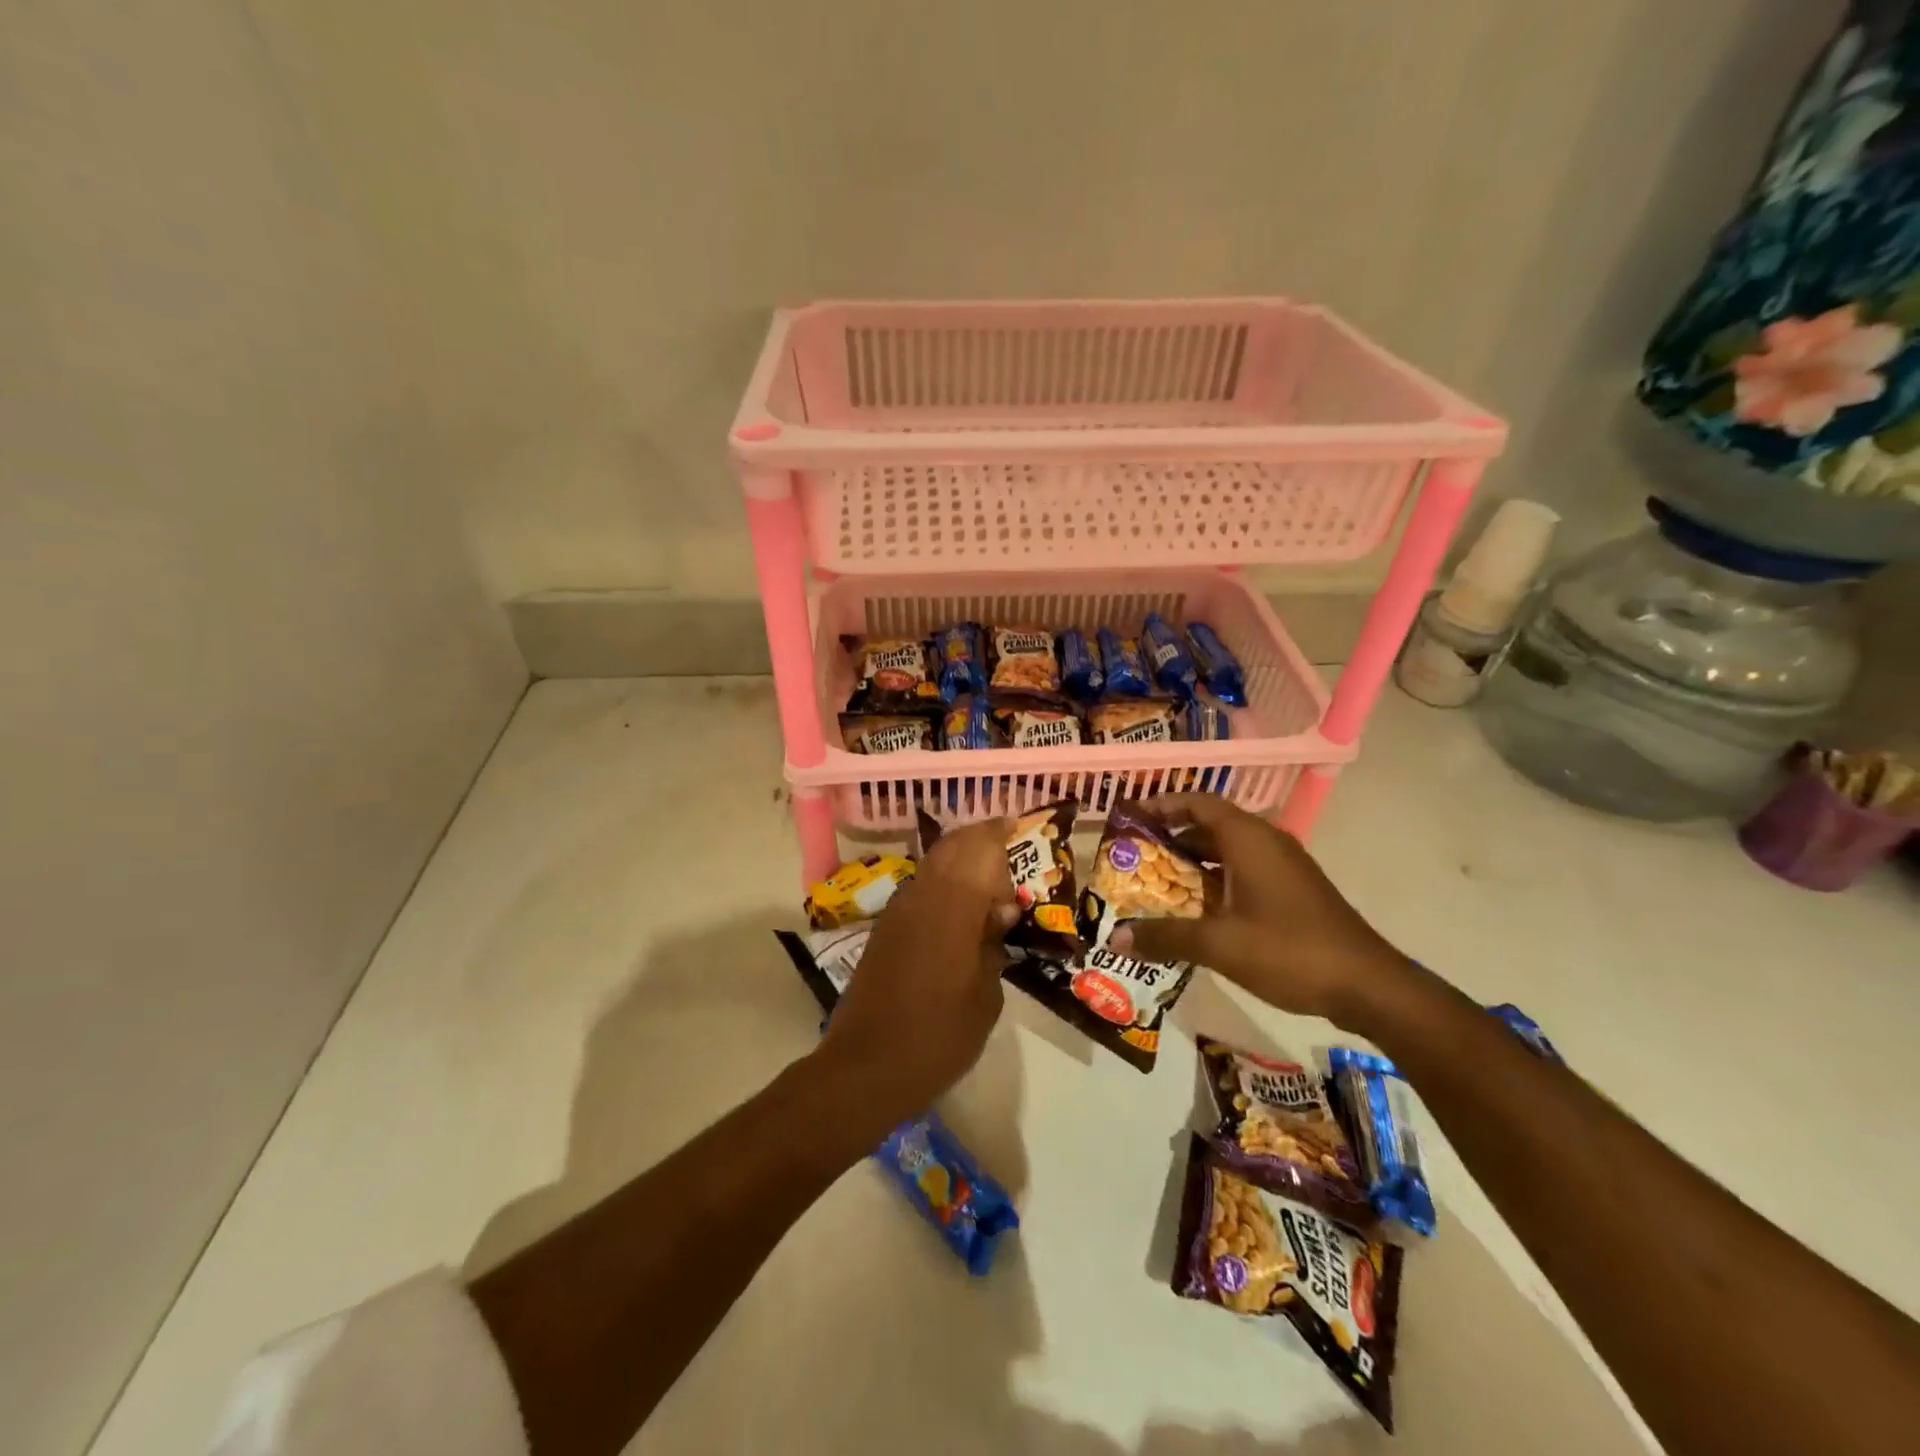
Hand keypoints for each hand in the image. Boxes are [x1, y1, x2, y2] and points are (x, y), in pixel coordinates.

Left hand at [814, 819, 1015, 1122]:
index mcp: (952, 905)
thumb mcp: (985, 996)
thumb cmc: (939, 1036)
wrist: (866, 1066)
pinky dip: (943, 884)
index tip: (1019, 827)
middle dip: (980, 841)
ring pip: (933, 864)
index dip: (999, 831)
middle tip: (1008, 852)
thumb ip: (993, 944)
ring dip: (961, 862)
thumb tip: (1000, 911)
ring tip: (989, 883)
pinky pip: (920, 889)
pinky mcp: (884, 929)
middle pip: (952, 846)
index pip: (978, 846)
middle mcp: (922, 895)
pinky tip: (960, 911)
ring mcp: (898, 910)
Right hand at [1106, 794, 1415, 1031]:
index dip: (1162, 805)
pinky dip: (1216, 880)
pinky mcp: (1294, 890)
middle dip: (1171, 837)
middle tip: (1135, 856)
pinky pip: (1244, 871)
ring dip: (1193, 862)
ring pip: (1228, 851)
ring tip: (1157, 884)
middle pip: (1210, 825)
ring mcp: (1284, 866)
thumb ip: (1165, 936)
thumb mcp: (1219, 944)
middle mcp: (1267, 842)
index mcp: (1248, 839)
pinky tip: (1198, 911)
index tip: (1131, 818)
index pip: (1198, 802)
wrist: (1368, 985)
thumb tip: (1116, 938)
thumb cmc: (1289, 950)